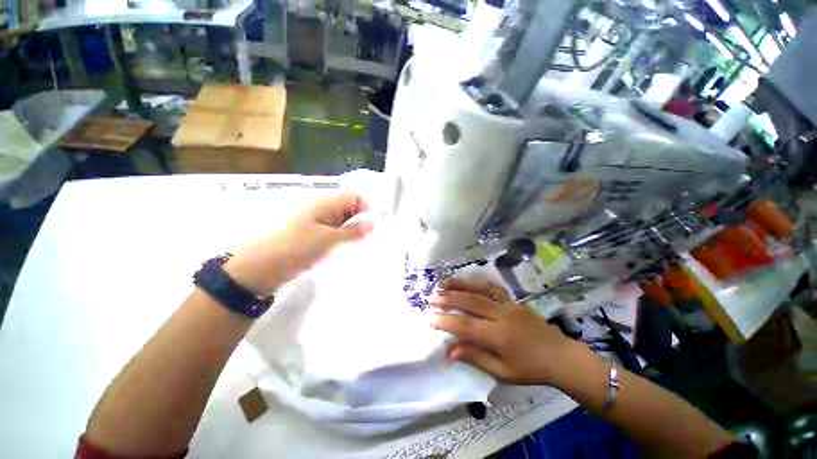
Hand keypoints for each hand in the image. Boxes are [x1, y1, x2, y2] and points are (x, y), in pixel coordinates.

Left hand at [224, 193, 372, 296]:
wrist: (258, 268)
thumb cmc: (295, 249)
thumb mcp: (328, 240)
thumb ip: (353, 231)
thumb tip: (373, 222)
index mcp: (325, 203)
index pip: (354, 196)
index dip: (366, 209)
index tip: (373, 228)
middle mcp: (321, 208)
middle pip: (348, 208)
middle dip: (360, 221)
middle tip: (367, 240)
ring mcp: (315, 222)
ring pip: (341, 221)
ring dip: (351, 231)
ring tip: (356, 247)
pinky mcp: (310, 235)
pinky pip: (331, 232)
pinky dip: (340, 238)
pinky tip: (343, 250)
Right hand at [429, 279, 575, 385]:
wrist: (560, 355)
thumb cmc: (530, 369)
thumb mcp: (502, 372)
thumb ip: (475, 358)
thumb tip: (450, 351)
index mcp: (499, 336)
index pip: (466, 326)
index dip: (446, 321)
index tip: (430, 317)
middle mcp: (502, 315)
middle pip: (470, 302)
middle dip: (448, 299)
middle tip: (431, 297)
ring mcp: (509, 304)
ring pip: (480, 289)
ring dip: (460, 285)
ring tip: (444, 283)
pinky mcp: (514, 299)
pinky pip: (493, 287)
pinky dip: (477, 282)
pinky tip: (467, 281)